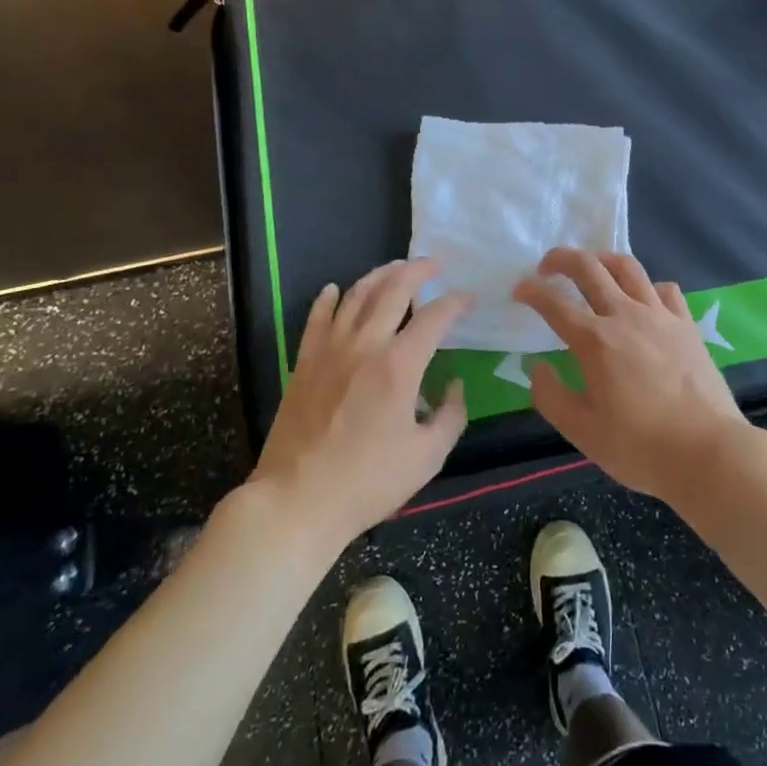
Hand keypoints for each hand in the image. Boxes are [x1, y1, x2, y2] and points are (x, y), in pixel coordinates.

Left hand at [250, 259, 468, 551]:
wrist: (297, 501)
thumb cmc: (368, 482)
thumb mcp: (427, 457)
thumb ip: (451, 415)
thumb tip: (454, 385)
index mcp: (399, 365)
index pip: (435, 317)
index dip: (456, 303)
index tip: (469, 299)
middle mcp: (365, 345)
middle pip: (394, 290)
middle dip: (418, 270)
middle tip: (435, 264)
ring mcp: (329, 350)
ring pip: (356, 295)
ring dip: (380, 275)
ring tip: (396, 268)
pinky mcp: (304, 363)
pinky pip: (316, 318)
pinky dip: (329, 299)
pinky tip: (336, 290)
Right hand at [514, 250, 750, 503]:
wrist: (708, 451)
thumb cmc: (640, 447)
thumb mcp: (582, 432)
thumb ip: (551, 397)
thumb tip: (538, 367)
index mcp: (595, 341)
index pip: (554, 302)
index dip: (531, 291)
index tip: (519, 291)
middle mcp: (625, 316)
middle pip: (589, 268)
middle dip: (561, 259)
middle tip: (547, 267)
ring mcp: (660, 316)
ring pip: (627, 267)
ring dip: (602, 260)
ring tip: (591, 269)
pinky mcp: (686, 324)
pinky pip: (664, 289)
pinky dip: (646, 286)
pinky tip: (642, 299)